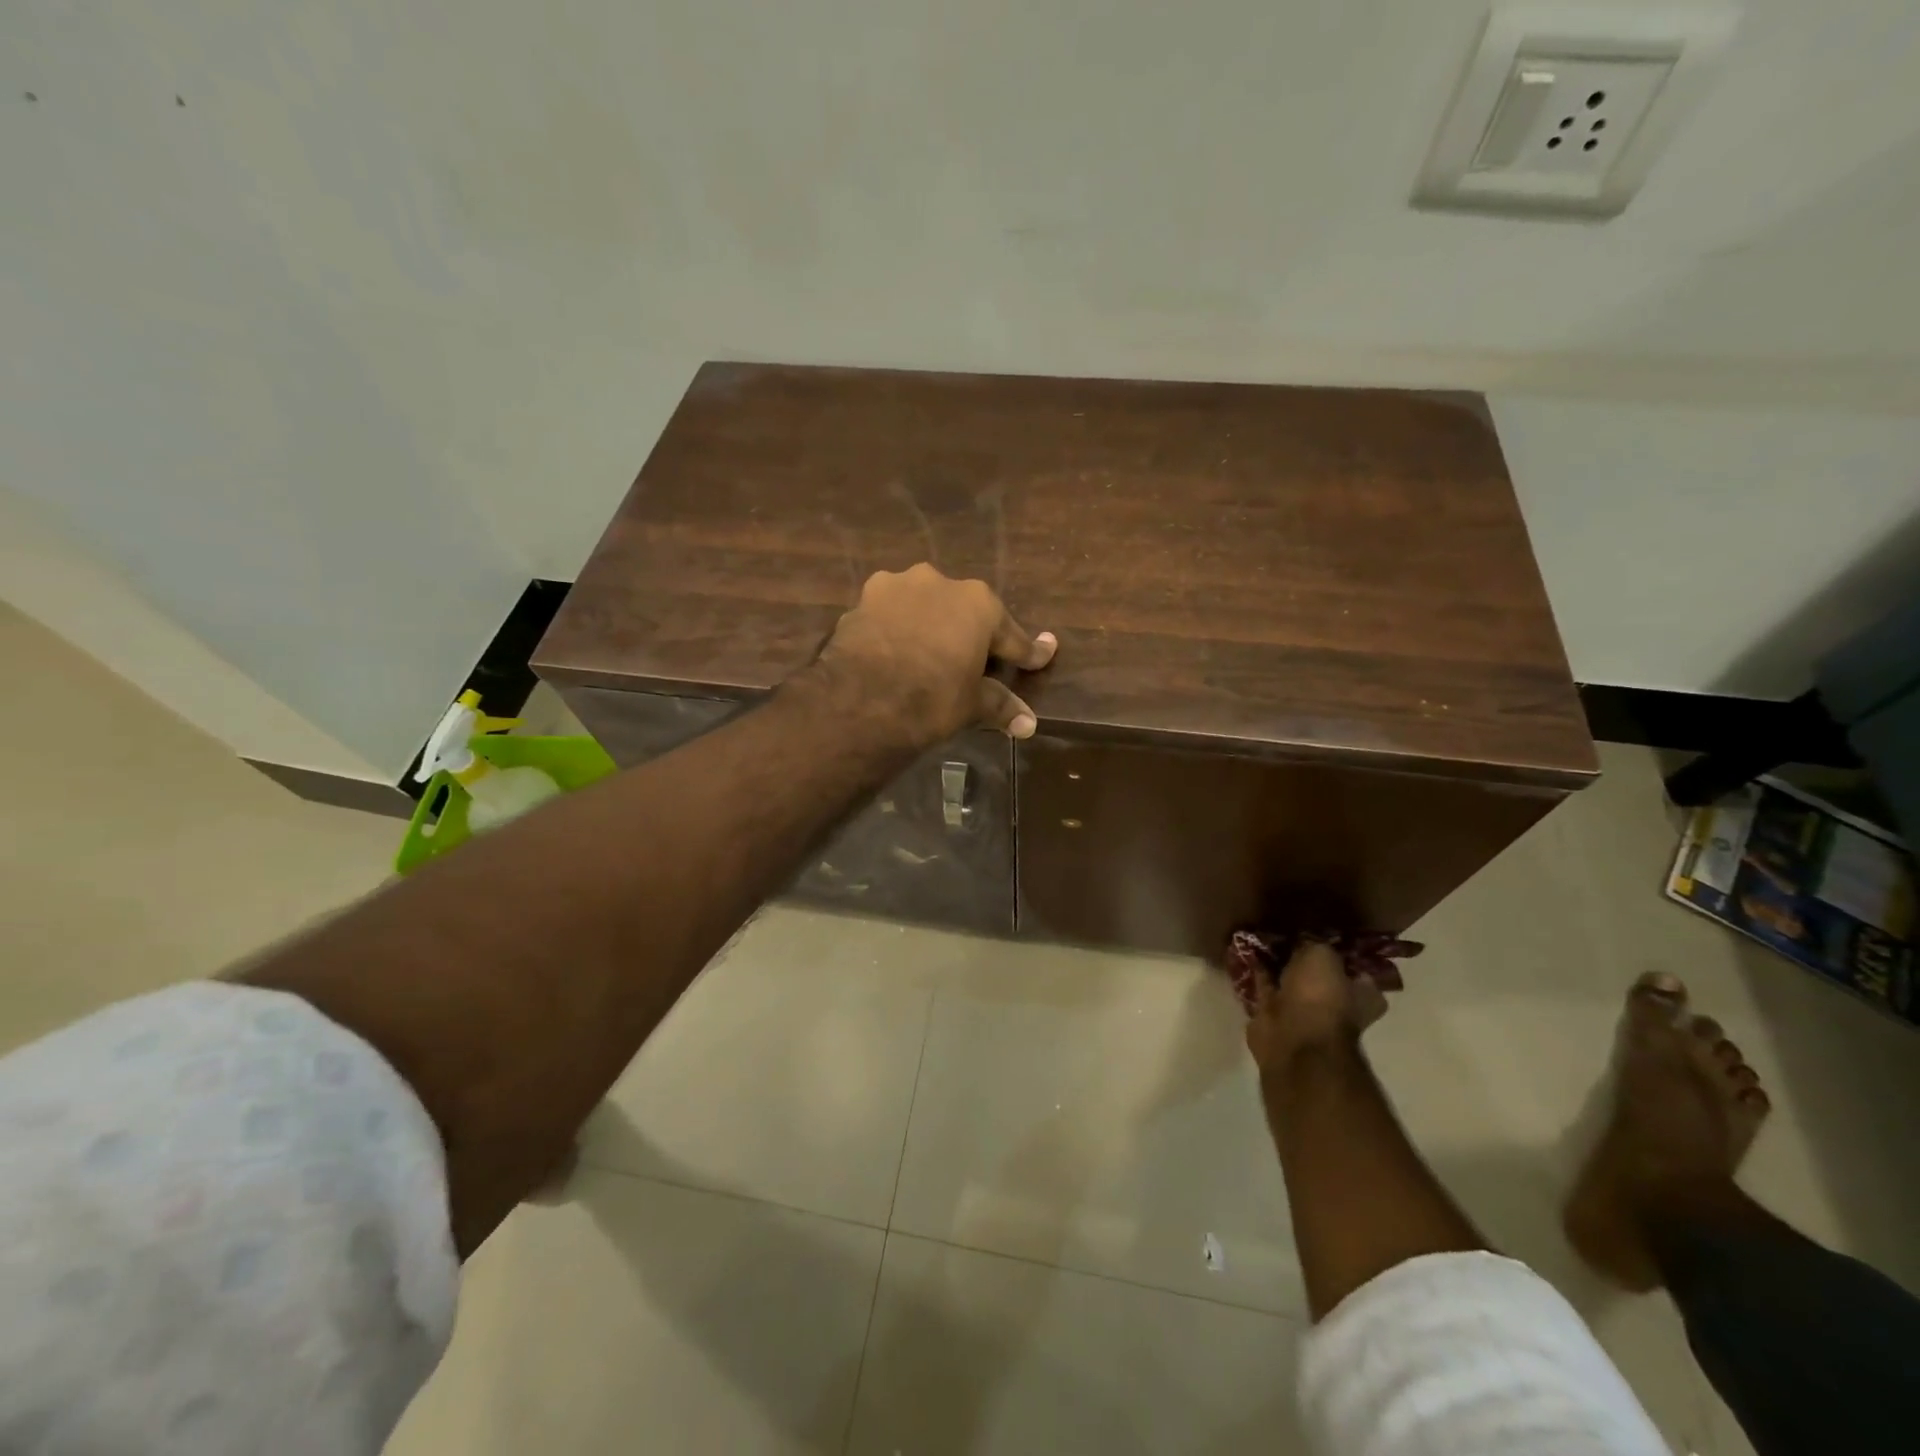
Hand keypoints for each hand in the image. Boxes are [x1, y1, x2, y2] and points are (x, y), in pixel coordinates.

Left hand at [813, 564, 1056, 746]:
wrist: (860, 702)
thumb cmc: (932, 699)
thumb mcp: (971, 705)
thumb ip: (1000, 706)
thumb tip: (1029, 725)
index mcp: (978, 604)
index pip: (1011, 636)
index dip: (1027, 653)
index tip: (1042, 656)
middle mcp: (940, 583)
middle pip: (963, 613)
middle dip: (970, 635)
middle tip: (975, 663)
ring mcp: (896, 587)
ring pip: (922, 607)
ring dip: (929, 626)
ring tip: (928, 655)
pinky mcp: (862, 601)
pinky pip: (890, 616)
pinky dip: (896, 632)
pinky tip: (894, 654)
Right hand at [1245, 941, 1392, 1077]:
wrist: (1292, 1038)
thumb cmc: (1320, 996)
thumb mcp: (1322, 955)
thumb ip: (1314, 942)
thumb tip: (1303, 939)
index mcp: (1363, 995)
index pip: (1356, 969)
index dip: (1340, 951)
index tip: (1321, 933)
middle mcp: (1337, 1005)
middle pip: (1320, 974)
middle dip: (1303, 957)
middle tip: (1287, 932)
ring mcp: (1306, 1013)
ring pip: (1291, 981)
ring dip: (1278, 964)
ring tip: (1263, 937)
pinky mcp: (1277, 1017)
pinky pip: (1267, 988)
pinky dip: (1259, 973)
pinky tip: (1248, 952)